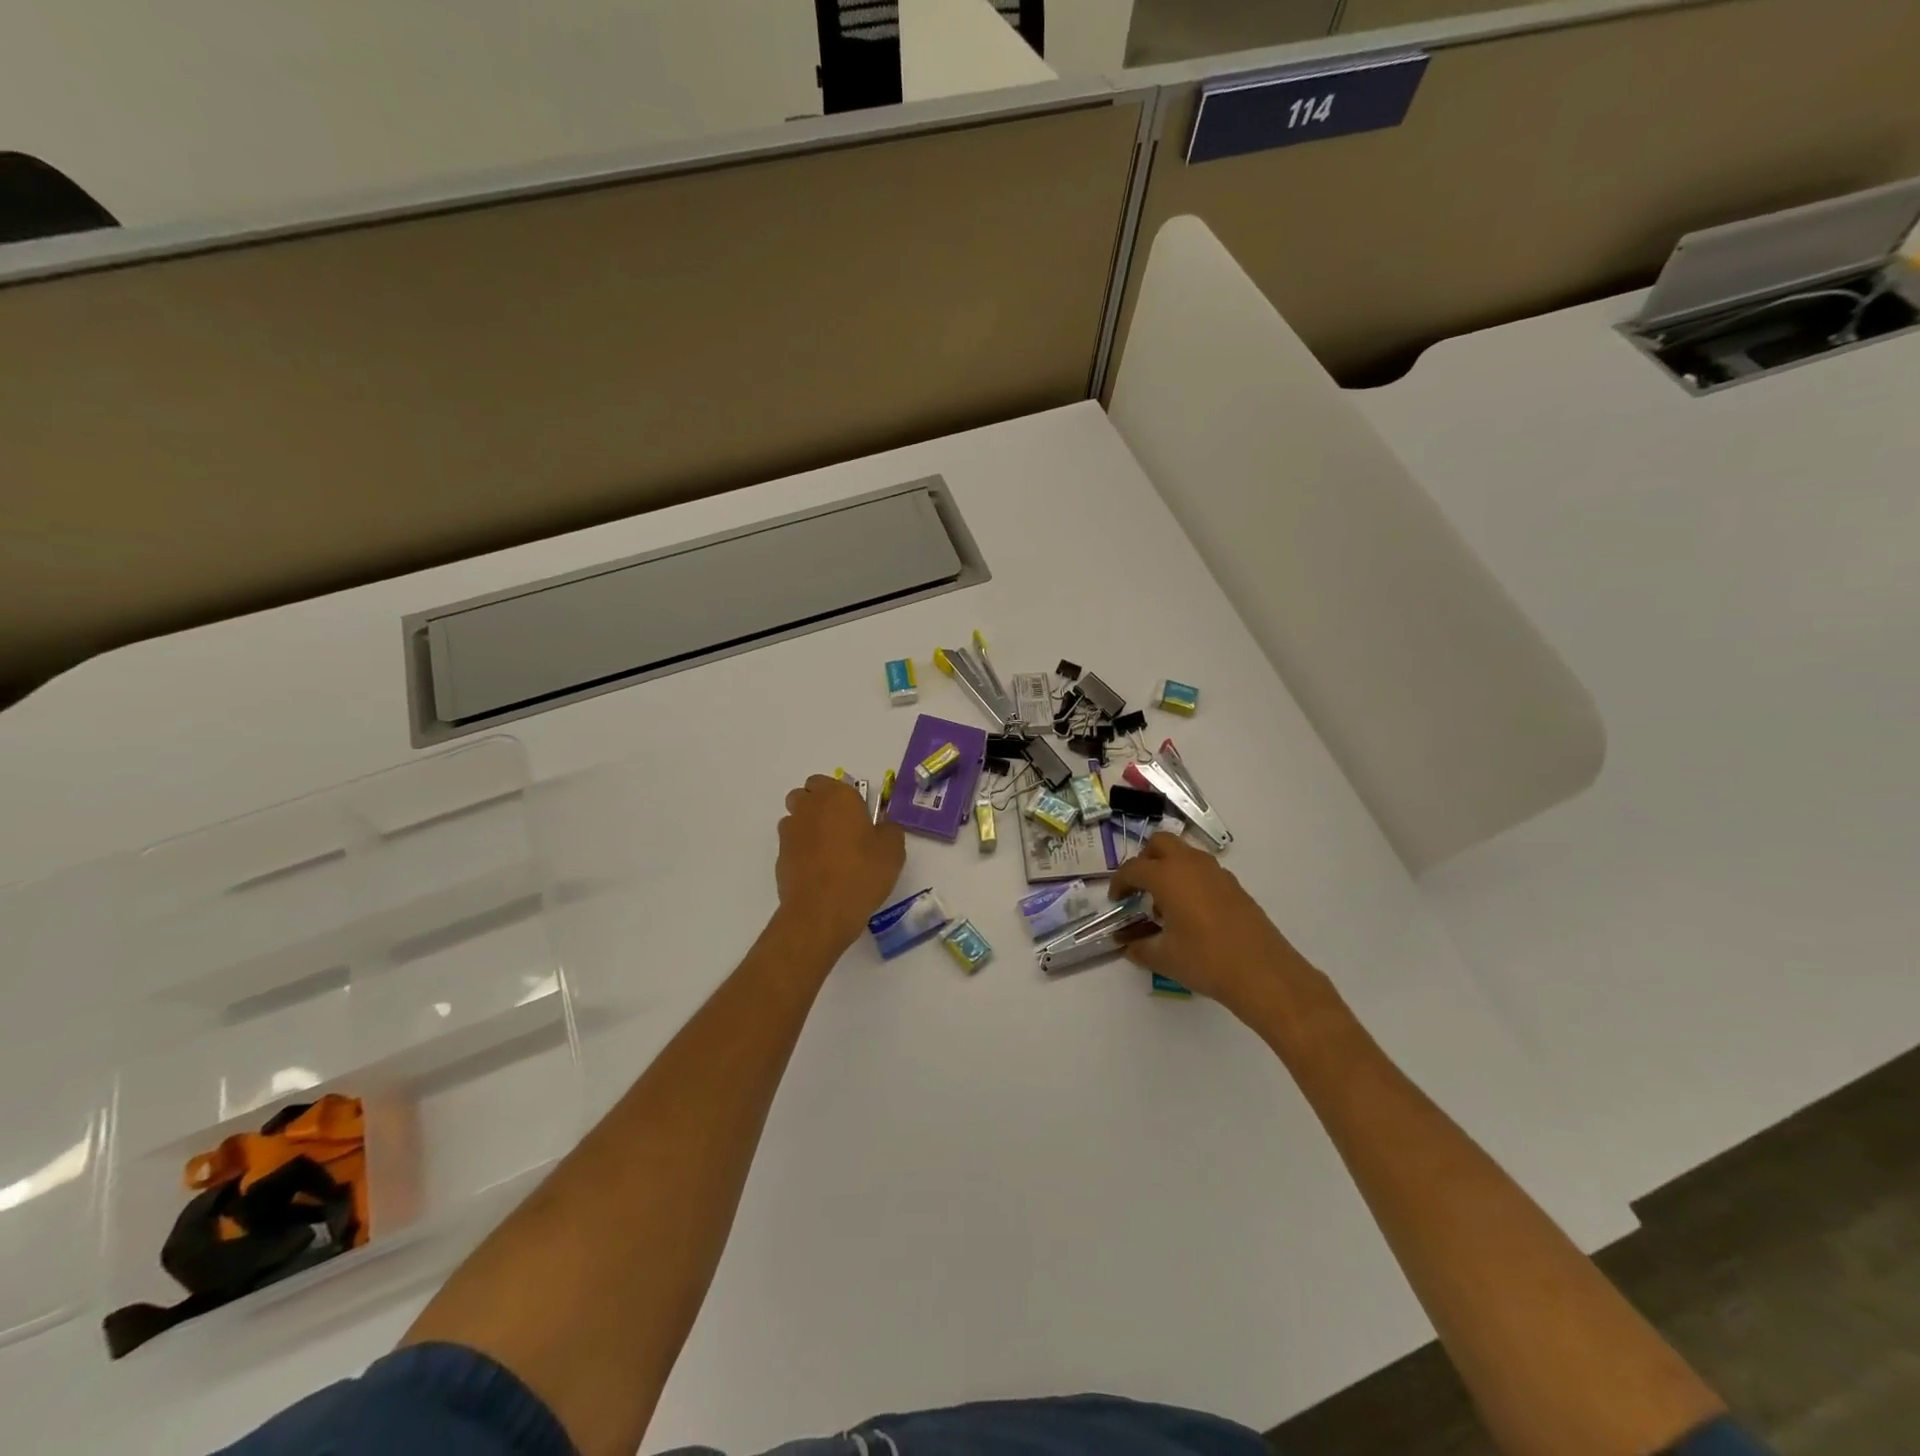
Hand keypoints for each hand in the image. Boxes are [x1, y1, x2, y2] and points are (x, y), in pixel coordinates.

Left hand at [776, 775, 906, 953]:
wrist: (822, 911)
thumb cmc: (862, 873)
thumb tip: (882, 826)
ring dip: (807, 827)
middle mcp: (809, 808)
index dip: (839, 795)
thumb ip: (889, 829)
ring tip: (827, 852)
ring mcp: (790, 832)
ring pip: (795, 819)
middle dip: (817, 805)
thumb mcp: (893, 850)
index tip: (855, 813)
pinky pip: (791, 845)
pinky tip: (818, 872)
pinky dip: (801, 851)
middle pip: (805, 795)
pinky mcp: (780, 857)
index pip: (827, 781)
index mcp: (837, 797)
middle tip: (840, 828)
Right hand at [1108, 833, 1312, 1018]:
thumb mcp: (1163, 957)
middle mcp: (1191, 864)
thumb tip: (1129, 945)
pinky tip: (1192, 913)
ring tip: (1165, 904)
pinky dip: (1190, 880)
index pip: (1133, 868)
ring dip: (1169, 868)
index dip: (1119, 883)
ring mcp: (1217, 873)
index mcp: (1167, 876)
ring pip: (1185, 854)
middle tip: (1140, 888)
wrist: (1263, 973)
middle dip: (1145, 860)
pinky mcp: (1235, 886)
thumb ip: (1140, 947)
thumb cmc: (1205, 960)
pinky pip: (1204, 870)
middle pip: (1160, 843)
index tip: (1116, 900)